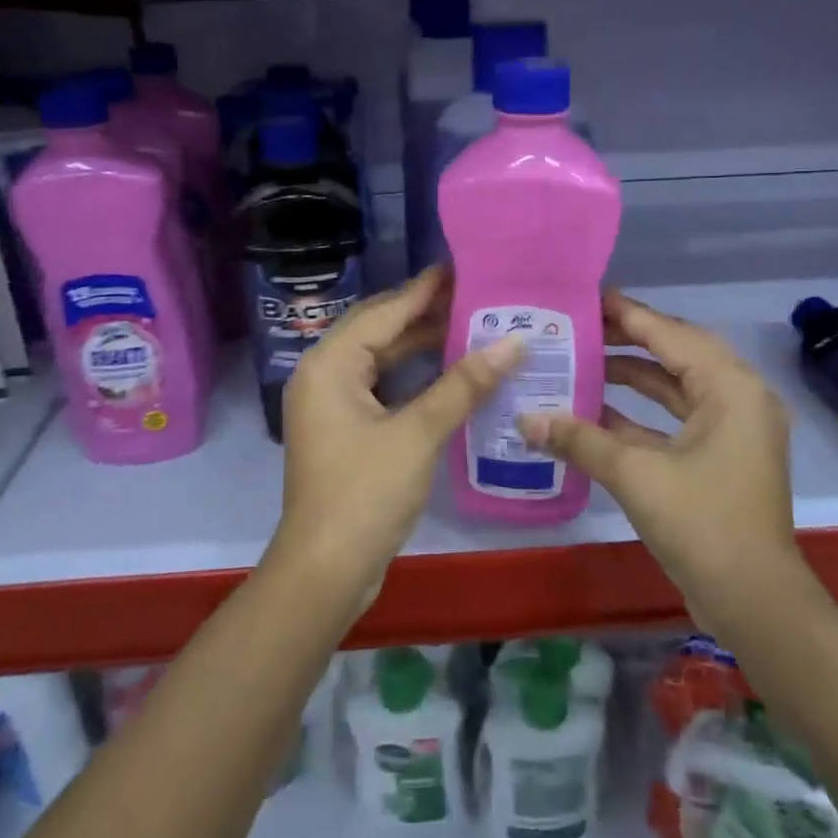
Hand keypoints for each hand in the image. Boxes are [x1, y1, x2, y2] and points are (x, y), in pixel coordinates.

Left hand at [267, 265, 523, 616]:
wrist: (326, 570)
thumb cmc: (365, 494)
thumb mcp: (418, 434)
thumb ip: (464, 384)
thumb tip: (514, 341)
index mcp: (329, 364)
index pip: (384, 311)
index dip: (424, 289)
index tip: (464, 266)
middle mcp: (323, 374)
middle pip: (379, 329)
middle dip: (425, 312)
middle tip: (475, 295)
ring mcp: (332, 404)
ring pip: (381, 359)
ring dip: (421, 344)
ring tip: (471, 325)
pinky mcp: (344, 429)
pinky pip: (381, 386)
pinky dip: (413, 376)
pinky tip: (450, 371)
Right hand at [519, 290, 802, 627]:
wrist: (753, 601)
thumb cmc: (701, 522)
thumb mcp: (635, 474)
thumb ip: (579, 439)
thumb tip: (525, 418)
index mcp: (730, 387)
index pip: (670, 334)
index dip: (628, 315)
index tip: (588, 297)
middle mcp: (738, 398)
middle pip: (676, 354)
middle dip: (628, 341)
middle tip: (581, 327)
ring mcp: (733, 431)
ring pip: (676, 388)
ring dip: (632, 377)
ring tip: (582, 361)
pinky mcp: (721, 458)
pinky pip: (676, 420)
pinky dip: (640, 415)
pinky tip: (596, 412)